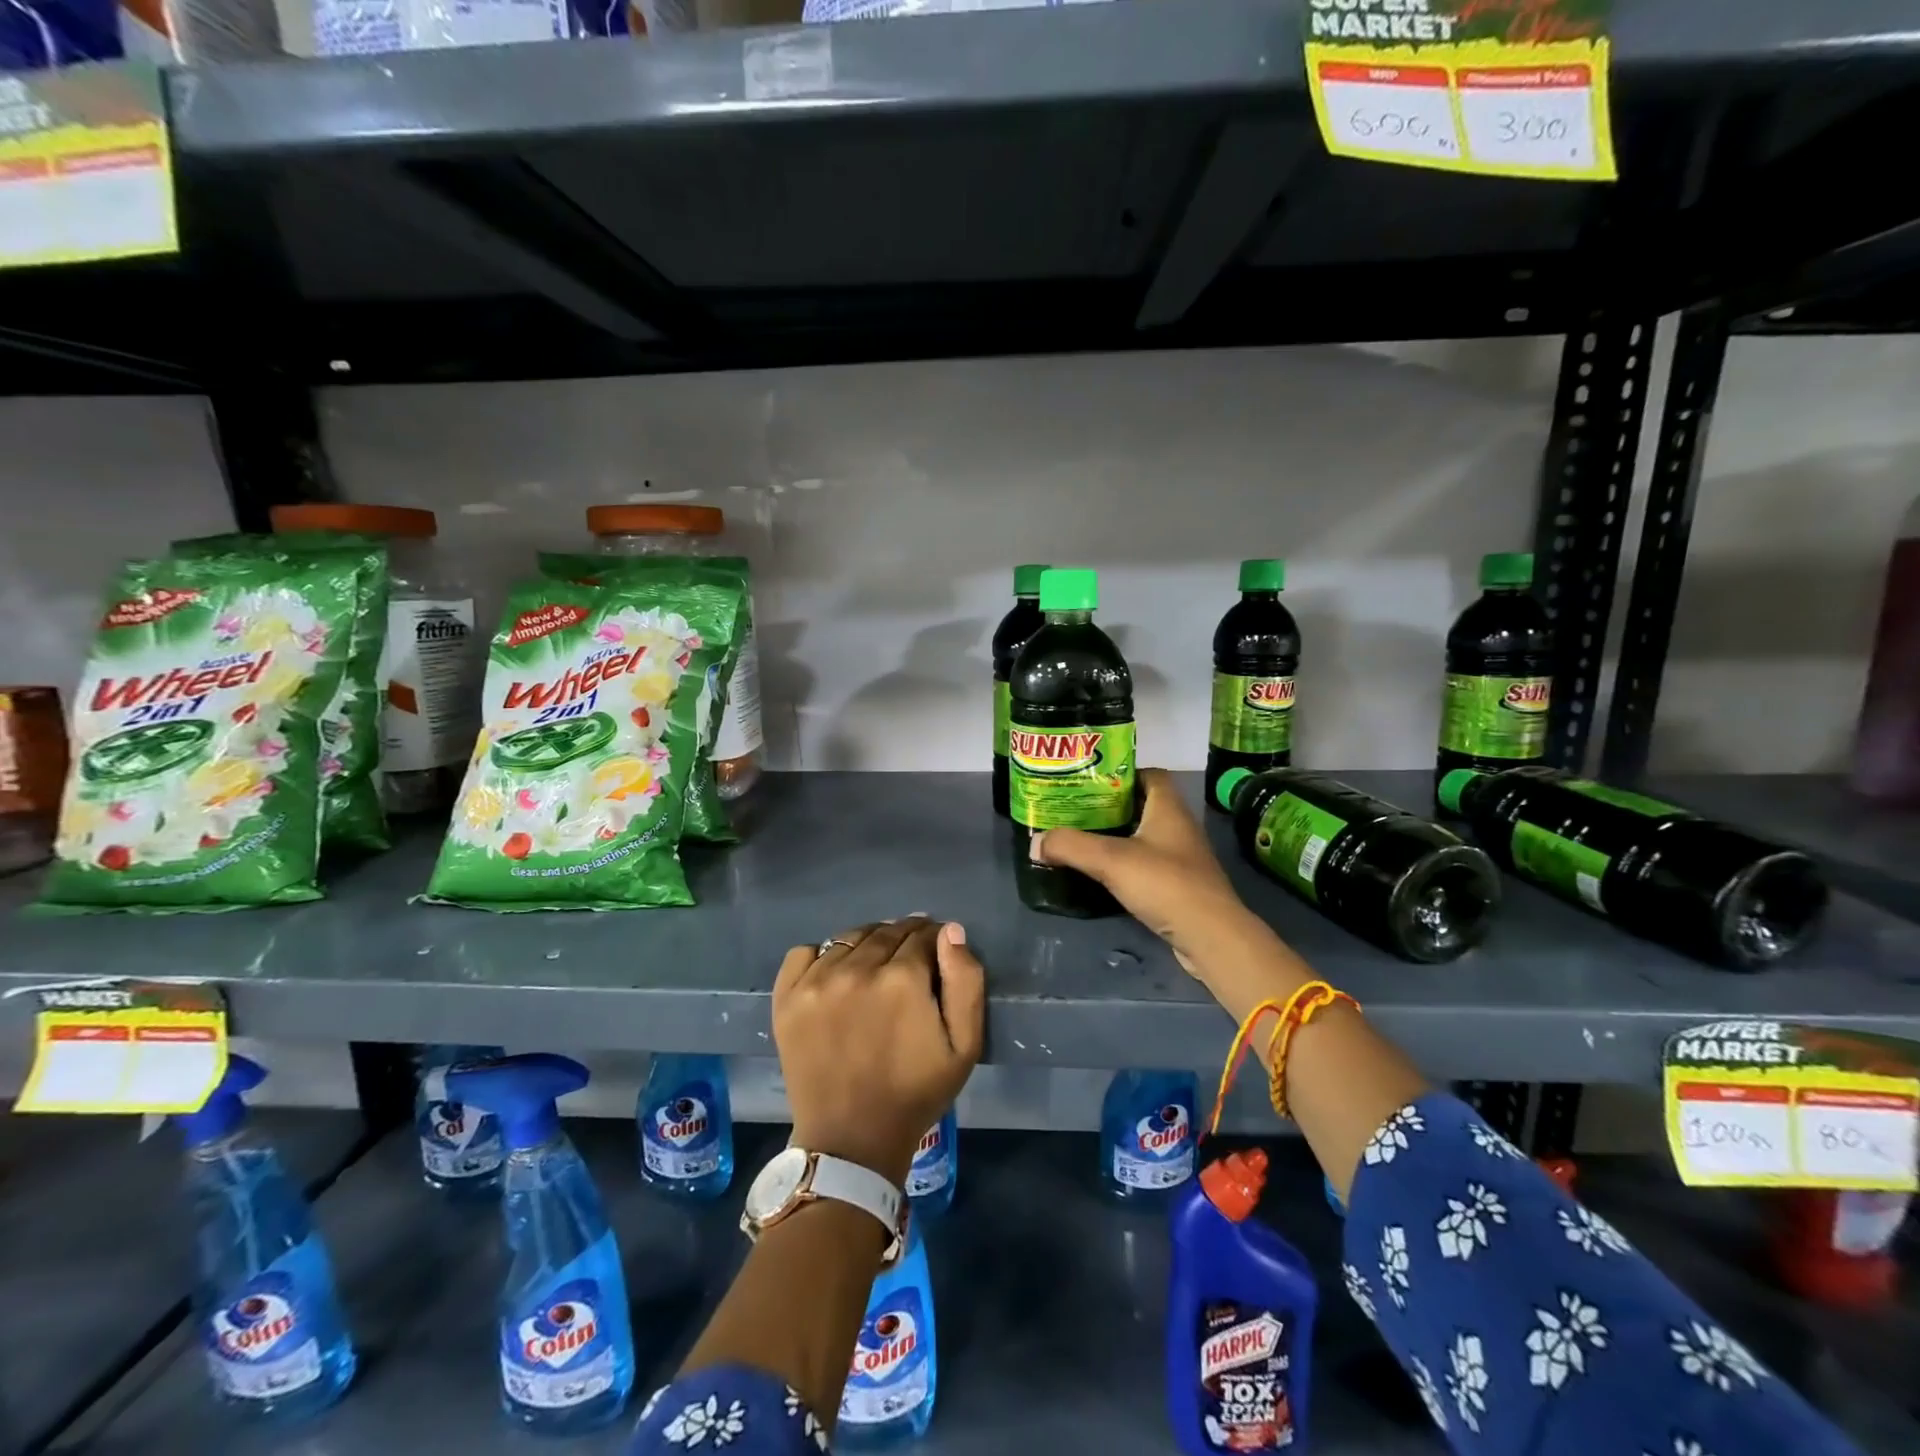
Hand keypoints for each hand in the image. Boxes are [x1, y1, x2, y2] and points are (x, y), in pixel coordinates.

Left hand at [773, 917, 984, 1188]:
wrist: (852, 1140)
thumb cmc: (916, 1092)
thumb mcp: (965, 1045)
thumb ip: (966, 981)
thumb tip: (950, 931)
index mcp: (902, 978)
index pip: (923, 934)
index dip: (934, 941)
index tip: (936, 957)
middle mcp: (856, 969)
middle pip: (887, 931)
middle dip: (904, 940)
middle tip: (909, 965)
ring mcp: (816, 981)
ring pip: (850, 938)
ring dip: (867, 945)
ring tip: (874, 971)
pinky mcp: (787, 996)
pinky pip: (804, 952)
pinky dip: (822, 956)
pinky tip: (834, 977)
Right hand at [1030, 769, 1279, 982]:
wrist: (1211, 937)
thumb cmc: (1165, 884)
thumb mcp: (1111, 860)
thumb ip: (1071, 846)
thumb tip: (1035, 842)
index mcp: (1168, 808)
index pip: (1149, 774)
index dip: (1121, 772)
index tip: (1089, 780)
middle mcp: (1178, 827)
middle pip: (1141, 805)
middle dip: (1109, 805)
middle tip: (1073, 809)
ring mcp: (1180, 858)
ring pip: (1143, 836)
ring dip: (1115, 836)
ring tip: (1079, 839)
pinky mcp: (1178, 886)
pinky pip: (1146, 864)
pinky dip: (1124, 864)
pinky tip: (1100, 873)